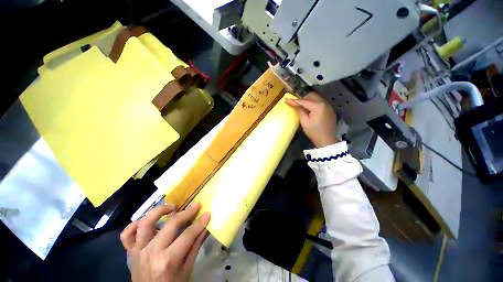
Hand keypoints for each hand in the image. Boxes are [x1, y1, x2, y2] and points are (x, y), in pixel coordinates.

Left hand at [120, 203, 210, 281]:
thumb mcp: (187, 268)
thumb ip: (196, 245)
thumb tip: (206, 226)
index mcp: (168, 260)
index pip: (188, 235)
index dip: (200, 223)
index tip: (207, 213)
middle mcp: (152, 252)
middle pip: (171, 225)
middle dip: (186, 213)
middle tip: (195, 205)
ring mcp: (138, 251)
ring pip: (145, 223)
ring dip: (159, 211)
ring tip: (171, 207)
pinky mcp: (131, 252)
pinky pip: (127, 234)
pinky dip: (134, 225)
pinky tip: (146, 221)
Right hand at [286, 92, 338, 147]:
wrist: (326, 140)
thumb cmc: (314, 132)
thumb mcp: (304, 122)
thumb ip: (300, 111)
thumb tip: (295, 105)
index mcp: (317, 106)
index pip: (304, 101)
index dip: (294, 101)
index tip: (286, 100)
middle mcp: (324, 103)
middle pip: (311, 96)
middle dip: (303, 99)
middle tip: (296, 104)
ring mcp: (328, 106)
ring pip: (316, 98)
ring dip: (309, 101)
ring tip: (303, 108)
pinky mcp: (330, 109)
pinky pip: (321, 102)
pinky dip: (314, 104)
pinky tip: (311, 111)